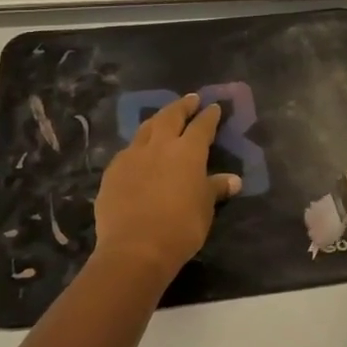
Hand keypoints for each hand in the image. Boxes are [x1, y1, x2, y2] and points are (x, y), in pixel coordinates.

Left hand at [94, 93, 240, 282]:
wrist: (135, 248)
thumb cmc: (181, 227)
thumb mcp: (205, 208)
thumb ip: (216, 188)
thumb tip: (234, 180)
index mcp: (188, 151)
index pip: (202, 126)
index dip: (209, 116)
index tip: (214, 107)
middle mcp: (160, 145)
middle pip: (171, 116)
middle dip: (182, 106)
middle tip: (190, 99)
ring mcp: (133, 156)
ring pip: (146, 128)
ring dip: (158, 119)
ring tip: (164, 117)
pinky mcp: (113, 171)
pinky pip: (128, 150)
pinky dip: (138, 145)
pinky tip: (139, 151)